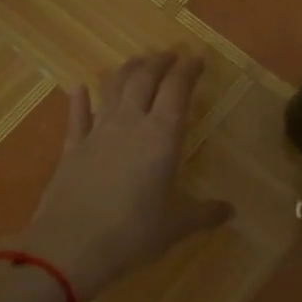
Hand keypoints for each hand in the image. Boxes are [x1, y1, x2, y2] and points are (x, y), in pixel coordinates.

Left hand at [10, 51, 233, 301]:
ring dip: (127, 71)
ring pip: (113, 89)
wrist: (70, 247)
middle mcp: (130, 123)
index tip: (198, 58)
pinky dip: (79, 100)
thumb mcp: (176, 226)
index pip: (177, 89)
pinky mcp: (71, 148)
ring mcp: (97, 133)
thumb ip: (204, 214)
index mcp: (162, 136)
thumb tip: (231, 211)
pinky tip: (78, 88)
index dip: (188, 70)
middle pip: (145, 79)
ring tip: (137, 62)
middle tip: (170, 54)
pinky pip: (77, 117)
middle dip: (159, 62)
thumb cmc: (132, 233)